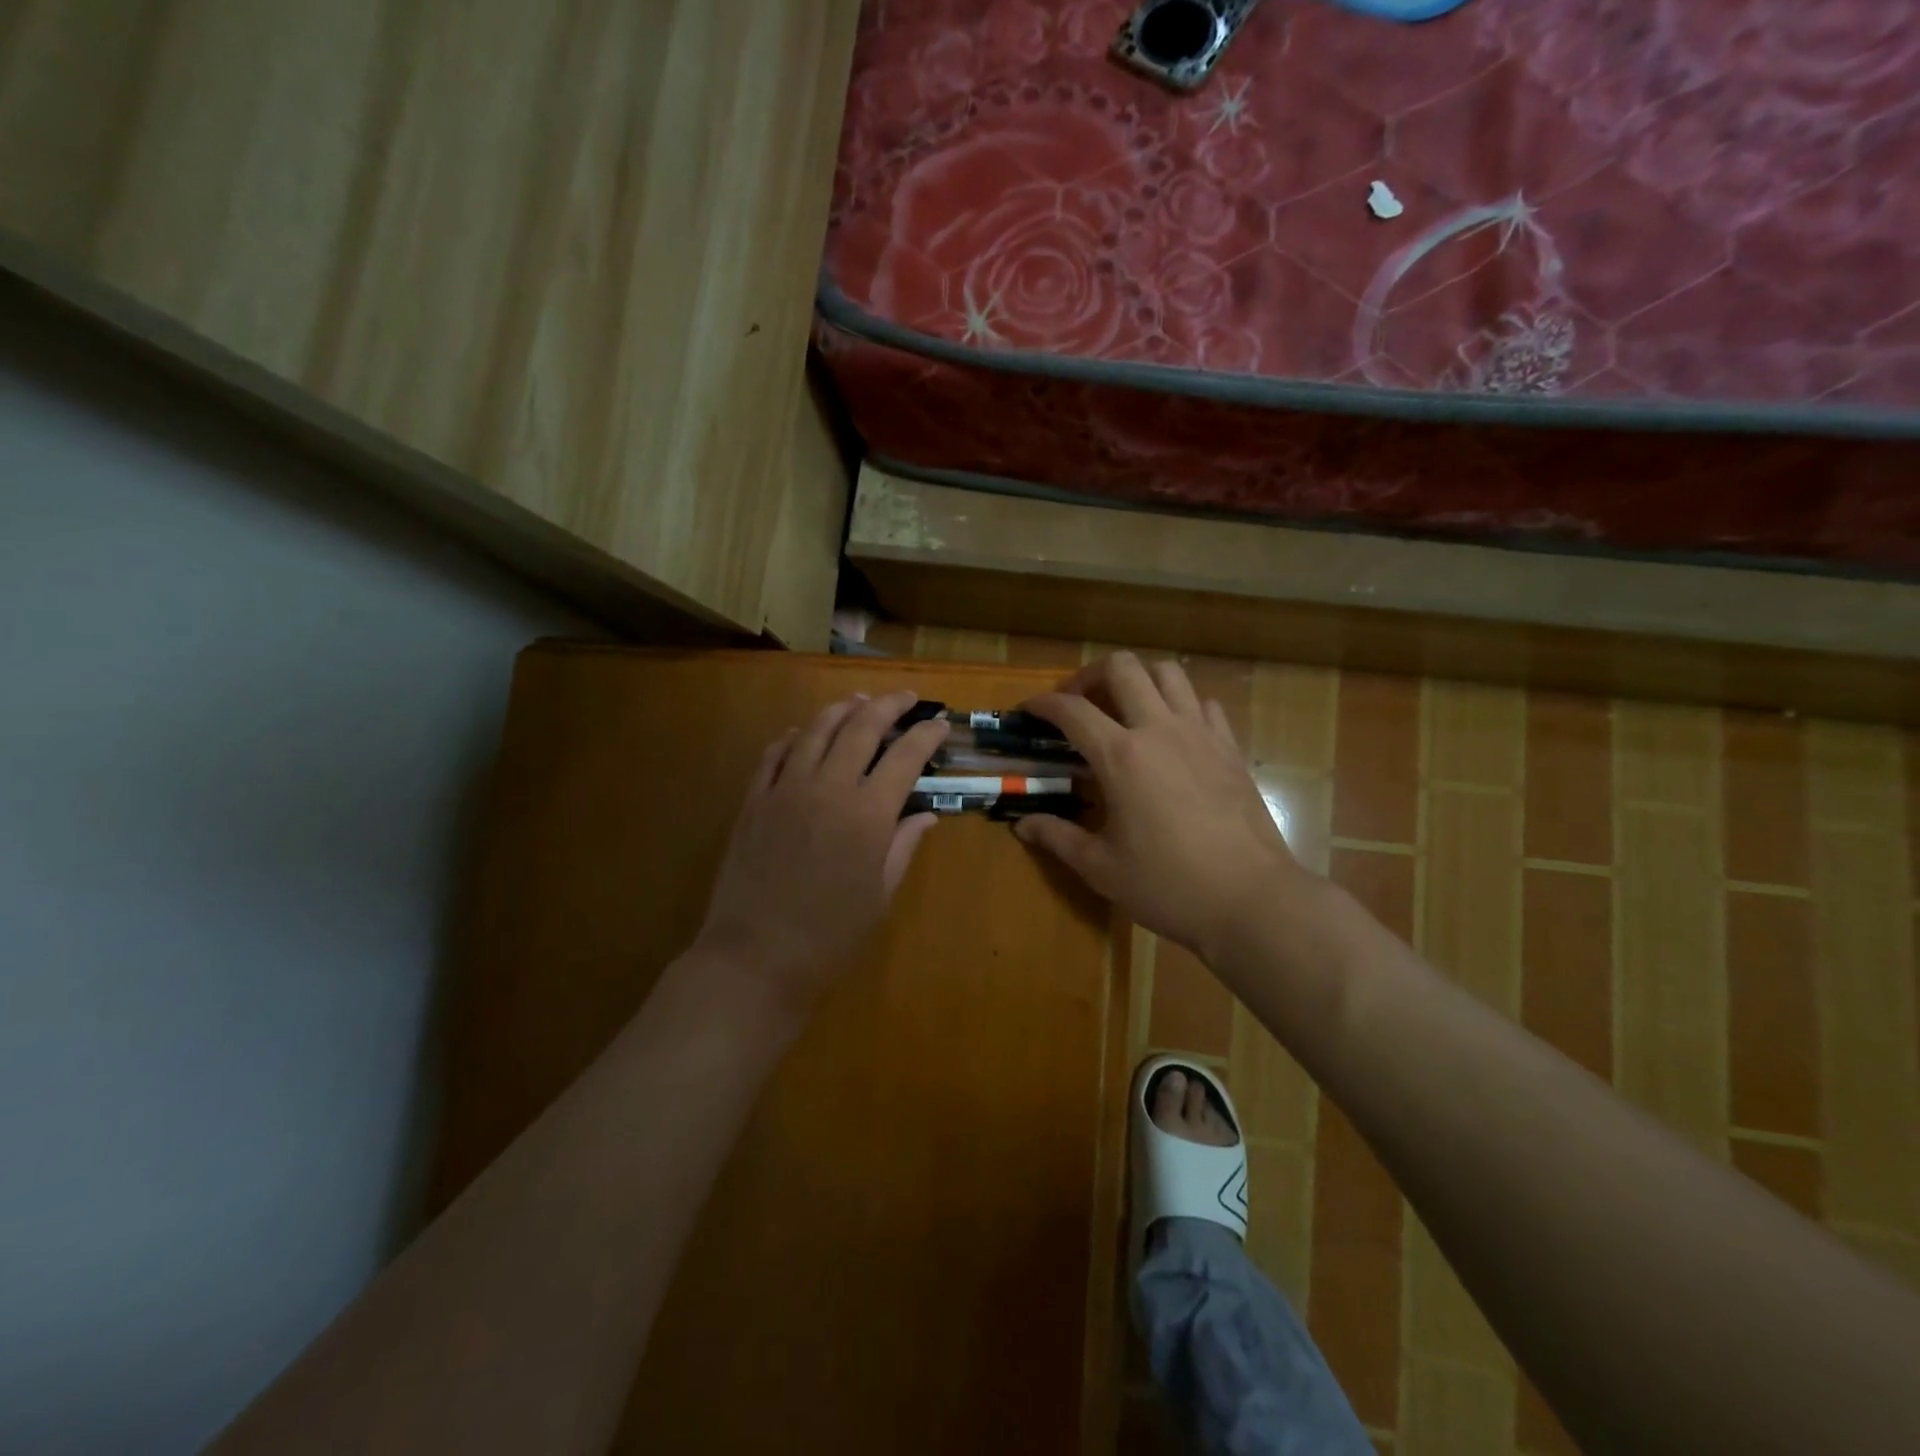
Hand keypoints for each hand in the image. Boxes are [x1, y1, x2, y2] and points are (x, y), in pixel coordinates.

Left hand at [693, 690, 949, 1005]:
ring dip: (841, 709)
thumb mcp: (879, 895)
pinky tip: (801, 733)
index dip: (926, 735)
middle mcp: (828, 788)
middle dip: (888, 706)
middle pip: (861, 728)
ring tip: (858, 700)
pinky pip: (774, 754)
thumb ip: (903, 847)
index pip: (905, 757)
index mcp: (868, 814)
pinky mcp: (754, 800)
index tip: (940, 724)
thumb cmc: (829, 935)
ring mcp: (786, 789)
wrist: (755, 956)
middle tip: (905, 698)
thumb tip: (926, 816)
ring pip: (815, 730)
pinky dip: (793, 737)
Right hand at [1014, 653, 1309, 961]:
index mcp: (1121, 757)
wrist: (1251, 899)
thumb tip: (1022, 824)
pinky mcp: (1230, 748)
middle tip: (1078, 703)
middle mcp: (1159, 730)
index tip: (1028, 709)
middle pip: (1122, 668)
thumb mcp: (1102, 868)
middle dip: (1091, 675)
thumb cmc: (1169, 886)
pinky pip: (1203, 704)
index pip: (1072, 711)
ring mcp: (1201, 734)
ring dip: (1138, 680)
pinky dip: (1180, 704)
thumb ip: (1058, 838)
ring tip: (1125, 708)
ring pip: (1168, 673)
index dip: (1043, 704)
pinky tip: (1172, 733)